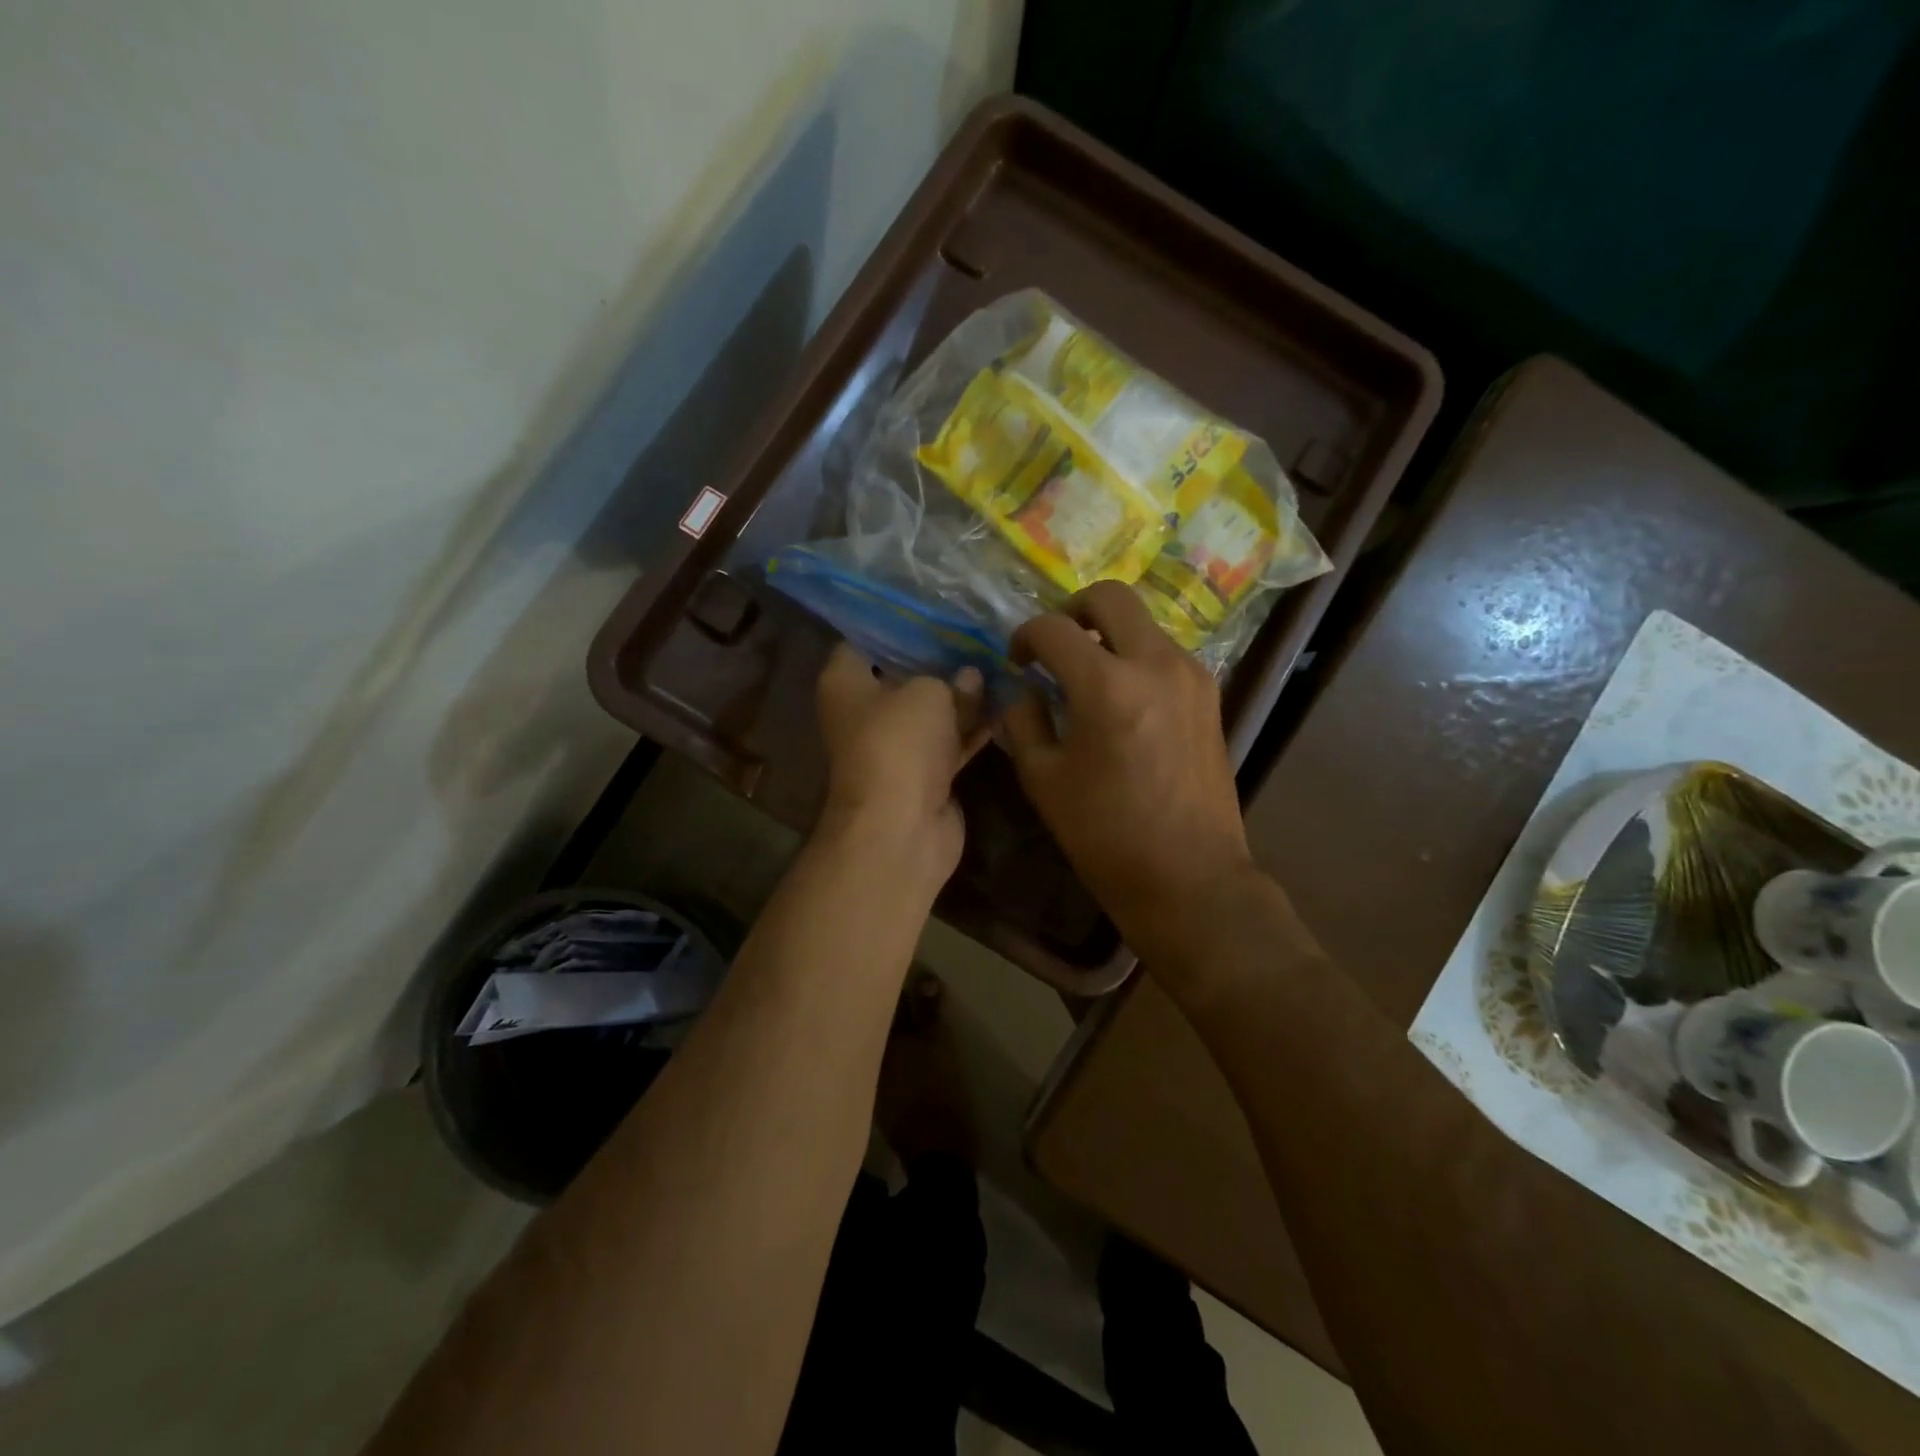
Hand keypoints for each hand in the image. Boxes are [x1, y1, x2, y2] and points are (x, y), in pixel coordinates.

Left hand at [815, 644, 987, 890]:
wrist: (901, 826)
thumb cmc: (900, 742)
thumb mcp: (929, 693)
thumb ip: (952, 678)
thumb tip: (971, 676)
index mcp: (845, 683)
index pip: (863, 638)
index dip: (896, 620)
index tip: (933, 605)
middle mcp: (864, 712)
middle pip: (903, 674)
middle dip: (939, 657)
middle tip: (977, 630)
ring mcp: (896, 745)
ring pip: (931, 711)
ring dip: (962, 695)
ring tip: (999, 661)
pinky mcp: (924, 774)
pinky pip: (951, 742)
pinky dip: (973, 728)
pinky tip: (1006, 704)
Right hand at [1000, 582, 1257, 961]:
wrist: (1188, 876)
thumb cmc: (1105, 835)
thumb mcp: (1043, 779)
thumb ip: (1023, 720)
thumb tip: (1021, 688)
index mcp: (1106, 686)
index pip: (1053, 629)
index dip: (1024, 637)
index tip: (1017, 661)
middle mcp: (1155, 663)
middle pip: (1110, 597)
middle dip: (1072, 611)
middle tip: (1055, 646)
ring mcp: (1190, 675)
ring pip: (1142, 622)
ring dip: (1108, 634)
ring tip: (1087, 676)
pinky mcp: (1209, 694)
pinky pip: (1164, 652)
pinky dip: (1136, 657)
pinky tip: (1122, 699)